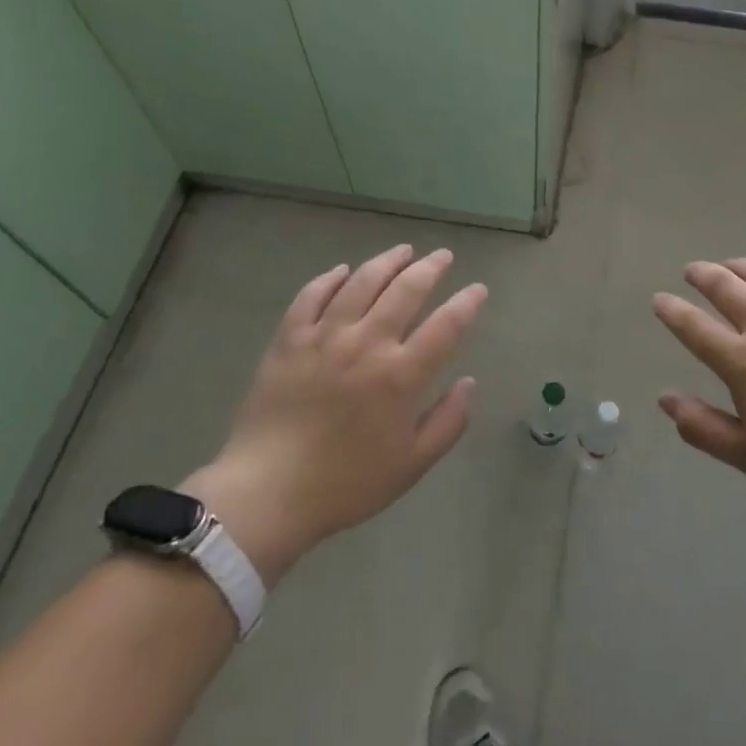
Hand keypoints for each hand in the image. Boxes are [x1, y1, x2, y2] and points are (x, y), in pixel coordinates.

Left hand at [183, 245, 485, 585]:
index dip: (467, 303)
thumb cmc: (346, 483)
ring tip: (403, 251)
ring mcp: (324, 337)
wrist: (266, 493)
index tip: (478, 290)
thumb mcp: (412, 464)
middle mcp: (366, 344)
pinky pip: (311, 296)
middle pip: (406, 290)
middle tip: (442, 256)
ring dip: (387, 261)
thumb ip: (448, 422)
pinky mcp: (289, 339)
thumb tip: (469, 383)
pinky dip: (330, 278)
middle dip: (430, 268)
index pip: (446, 325)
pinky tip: (343, 271)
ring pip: (361, 282)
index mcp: (401, 375)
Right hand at [653, 259, 745, 508]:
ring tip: (729, 265)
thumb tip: (664, 398)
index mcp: (743, 362)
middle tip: (692, 271)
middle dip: (703, 275)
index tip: (660, 300)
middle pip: (726, 287)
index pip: (694, 327)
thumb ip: (702, 426)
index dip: (672, 311)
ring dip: (740, 265)